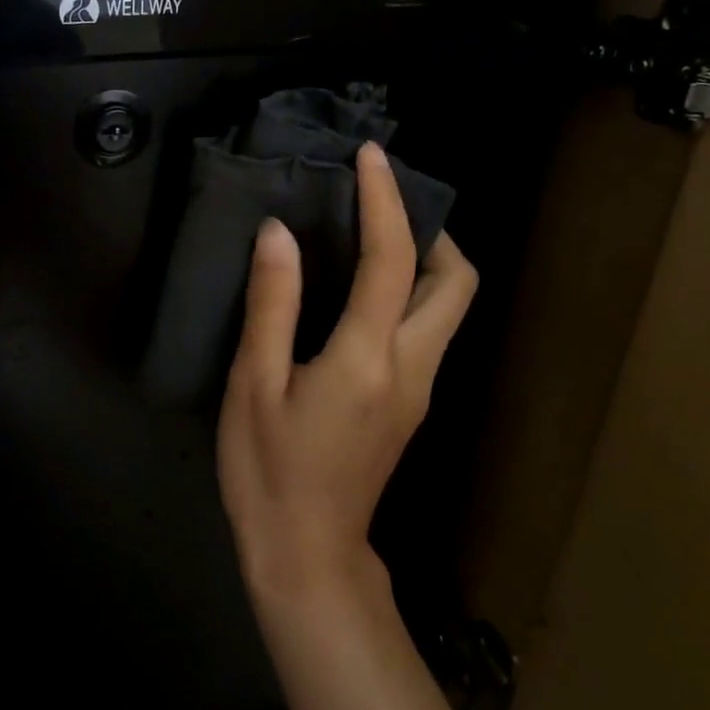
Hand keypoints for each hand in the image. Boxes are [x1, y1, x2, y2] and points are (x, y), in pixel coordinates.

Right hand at [217, 144, 476, 601]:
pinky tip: (362, 290)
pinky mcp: (410, 404)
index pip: (392, 259)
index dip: (384, 199)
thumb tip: (278, 233)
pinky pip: (426, 329)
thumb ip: (272, 305)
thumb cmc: (269, 469)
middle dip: (433, 231)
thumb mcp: (253, 385)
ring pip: (448, 308)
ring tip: (370, 235)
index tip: (370, 157)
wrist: (306, 553)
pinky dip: (410, 291)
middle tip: (380, 206)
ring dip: (425, 260)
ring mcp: (419, 389)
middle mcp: (412, 367)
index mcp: (369, 357)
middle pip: (457, 283)